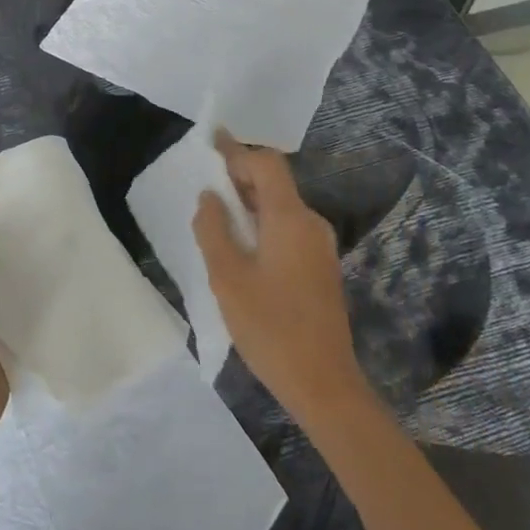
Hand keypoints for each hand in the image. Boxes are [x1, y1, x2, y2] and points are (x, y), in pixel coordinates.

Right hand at [193, 131, 367, 424]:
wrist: (325, 385)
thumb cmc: (270, 328)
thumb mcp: (227, 278)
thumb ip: (213, 229)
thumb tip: (210, 197)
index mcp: (290, 219)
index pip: (266, 164)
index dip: (237, 151)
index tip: (210, 143)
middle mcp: (310, 224)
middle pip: (274, 184)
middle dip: (239, 177)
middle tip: (205, 184)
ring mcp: (319, 247)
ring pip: (281, 208)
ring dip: (249, 204)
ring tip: (216, 216)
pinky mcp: (320, 268)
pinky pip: (288, 230)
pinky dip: (262, 225)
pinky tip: (240, 247)